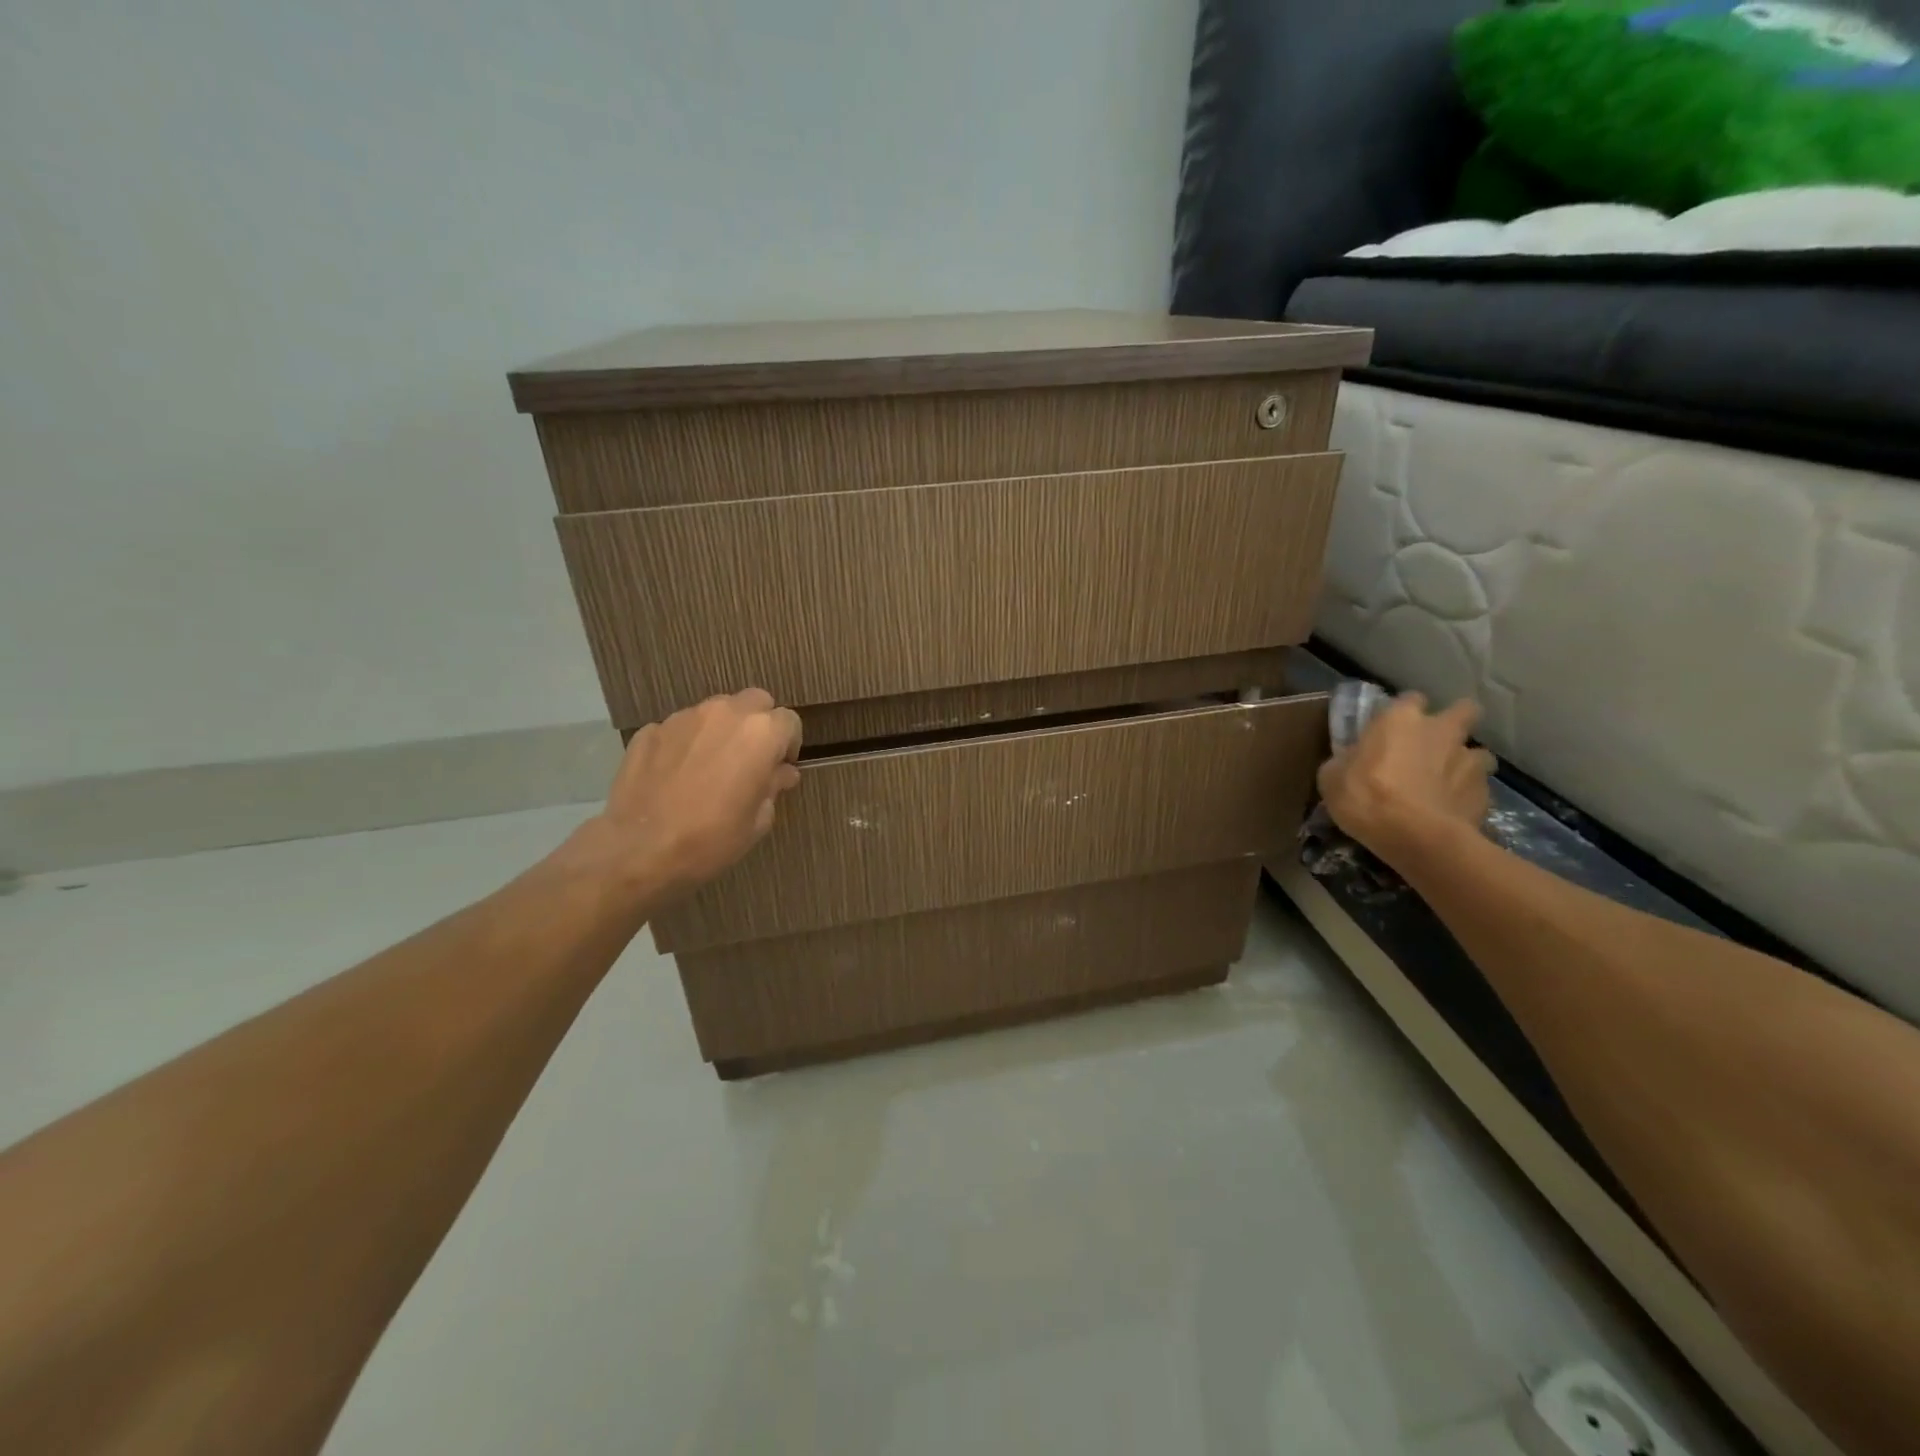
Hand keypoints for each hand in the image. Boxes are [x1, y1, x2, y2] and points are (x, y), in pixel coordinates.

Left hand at [563, 690, 802, 905]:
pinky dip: (687, 742)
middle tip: (750, 759)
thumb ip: (773, 788)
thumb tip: (781, 773)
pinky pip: (681, 728)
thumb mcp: (757, 821)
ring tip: (711, 765)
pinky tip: (678, 774)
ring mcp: (684, 717)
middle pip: (755, 702)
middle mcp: (725, 714)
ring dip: (722, 730)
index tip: (780, 767)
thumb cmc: (711, 839)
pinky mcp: (651, 729)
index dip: (789, 744)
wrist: (639, 849)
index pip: (789, 721)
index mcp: (760, 734)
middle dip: (759, 724)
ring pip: (716, 711)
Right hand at [1317, 693, 1494, 868]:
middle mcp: (1440, 730)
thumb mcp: (1332, 778)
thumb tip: (1351, 761)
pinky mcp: (1486, 792)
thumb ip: (1346, 761)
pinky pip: (1479, 787)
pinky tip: (1452, 810)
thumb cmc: (1365, 797)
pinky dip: (1467, 795)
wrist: (1416, 837)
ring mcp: (1468, 760)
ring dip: (1465, 762)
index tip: (1394, 728)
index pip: (1409, 699)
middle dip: (1456, 721)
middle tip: (1437, 742)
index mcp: (1399, 719)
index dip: (1404, 712)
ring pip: (1478, 752)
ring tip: (1448, 781)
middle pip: (1463, 711)